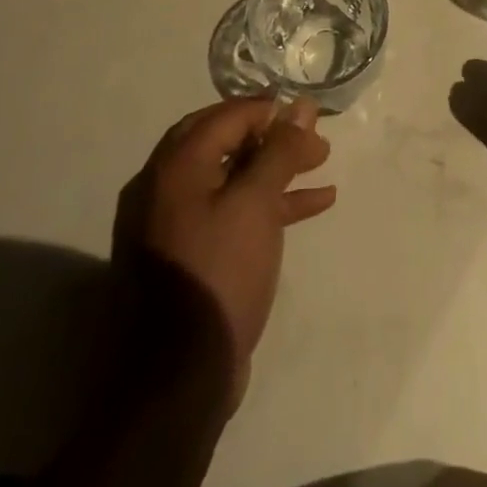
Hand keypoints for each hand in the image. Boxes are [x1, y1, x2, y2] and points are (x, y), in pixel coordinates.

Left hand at [113, 97, 335, 409]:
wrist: (177, 381)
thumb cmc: (218, 273)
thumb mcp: (256, 204)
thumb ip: (280, 150)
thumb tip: (301, 106)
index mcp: (175, 166)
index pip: (226, 116)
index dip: (269, 109)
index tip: (306, 114)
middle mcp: (165, 186)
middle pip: (227, 142)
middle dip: (274, 137)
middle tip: (314, 139)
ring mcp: (173, 224)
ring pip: (231, 178)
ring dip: (276, 169)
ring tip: (321, 165)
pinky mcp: (187, 256)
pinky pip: (229, 212)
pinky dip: (266, 204)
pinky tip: (312, 205)